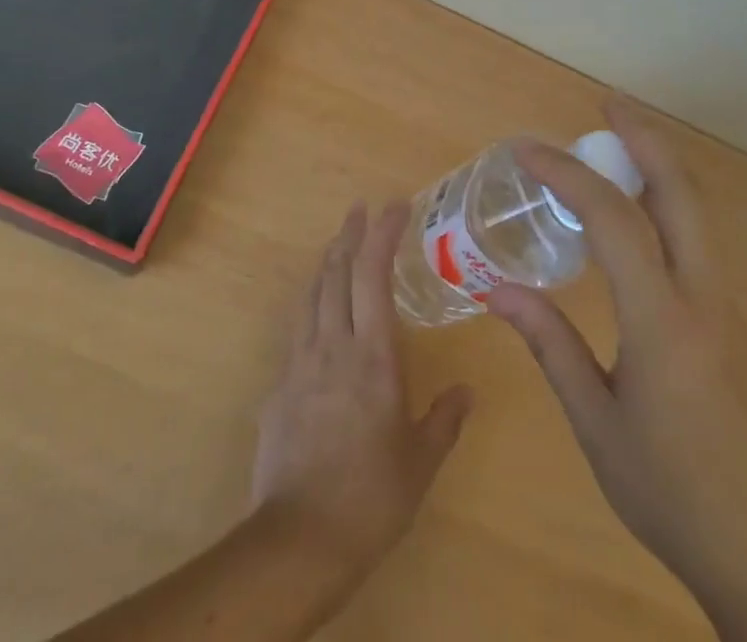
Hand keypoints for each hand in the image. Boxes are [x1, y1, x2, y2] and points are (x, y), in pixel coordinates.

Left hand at [252, 202, 473, 585]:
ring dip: (327, 262)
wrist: (299, 540)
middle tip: (361, 208)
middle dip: (350, 234)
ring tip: (338, 245)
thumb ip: (444, 419)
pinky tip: (318, 316)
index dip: (383, 233)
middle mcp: (333, 345)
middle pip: (336, 272)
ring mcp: (300, 363)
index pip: (373, 274)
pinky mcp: (279, 388)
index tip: (395, 206)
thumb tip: (467, 391)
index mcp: (373, 354)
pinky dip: (311, 306)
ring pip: (311, 295)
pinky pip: (297, 331)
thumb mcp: (421, 461)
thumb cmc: (372, 496)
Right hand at [489, 102, 746, 639]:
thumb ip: (550, 345)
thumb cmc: (675, 498)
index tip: (526, 150)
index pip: (612, 219)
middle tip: (605, 105)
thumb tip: (496, 289)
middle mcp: (705, 298)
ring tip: (612, 149)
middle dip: (643, 136)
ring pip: (695, 214)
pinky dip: (664, 208)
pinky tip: (636, 224)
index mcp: (663, 321)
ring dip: (657, 168)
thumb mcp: (597, 425)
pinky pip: (697, 244)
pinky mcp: (737, 327)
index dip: (567, 174)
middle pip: (680, 191)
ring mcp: (729, 309)